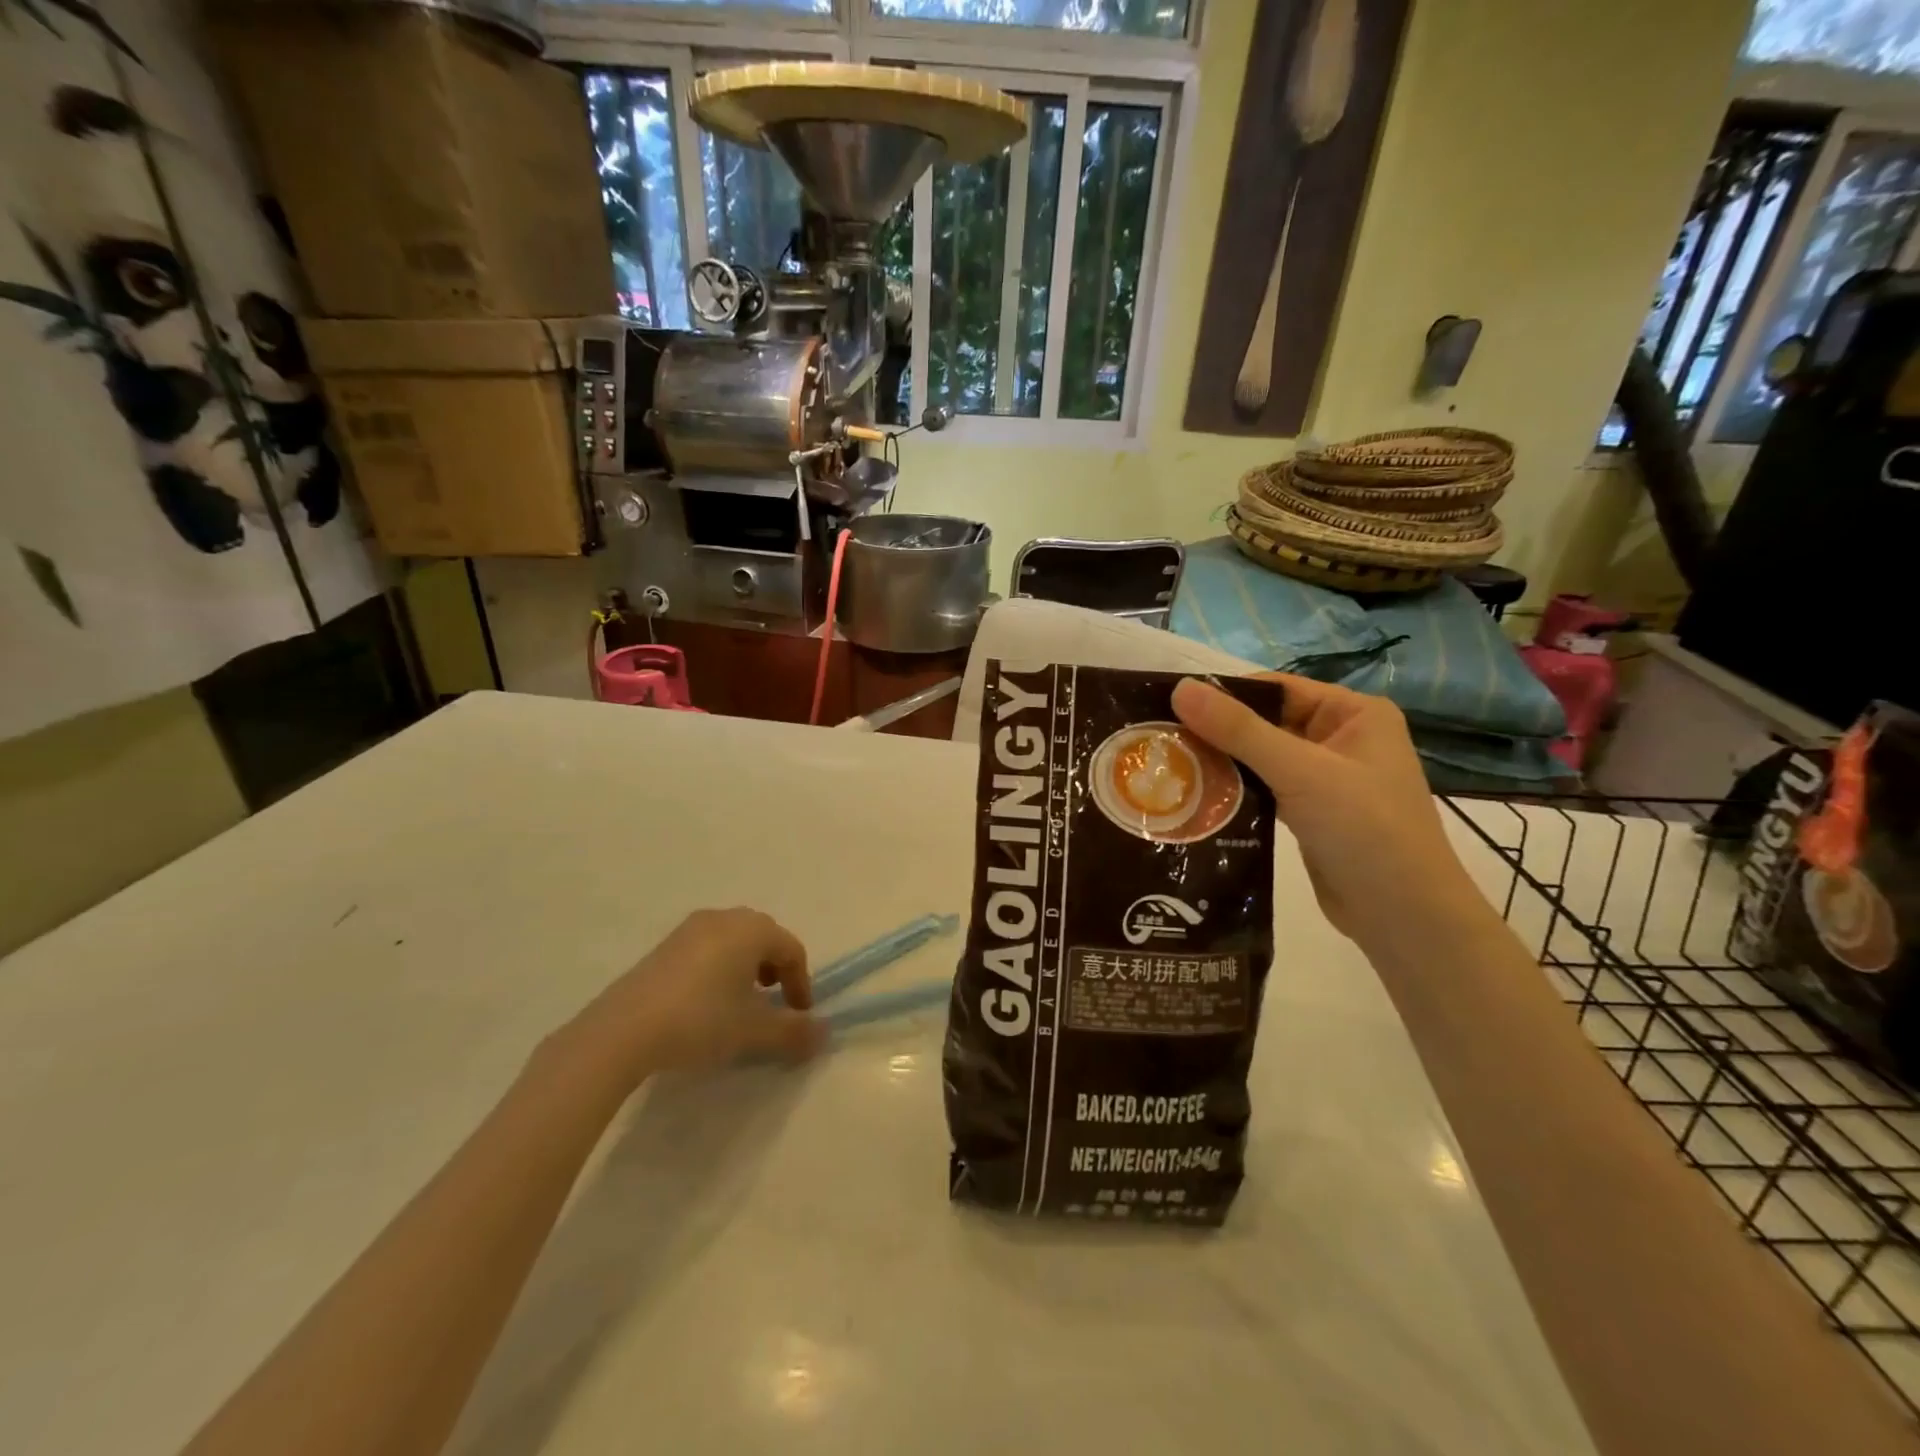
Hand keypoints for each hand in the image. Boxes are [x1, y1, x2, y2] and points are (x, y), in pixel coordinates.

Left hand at [571, 908, 824, 1080]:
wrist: (623, 1031)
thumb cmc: (701, 1020)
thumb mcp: (753, 1031)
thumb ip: (793, 1031)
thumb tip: (825, 1033)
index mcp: (751, 929)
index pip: (791, 949)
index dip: (801, 983)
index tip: (798, 1016)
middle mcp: (724, 918)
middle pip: (764, 938)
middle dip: (775, 970)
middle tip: (773, 1003)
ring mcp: (690, 929)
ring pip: (734, 941)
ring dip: (747, 968)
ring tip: (740, 1003)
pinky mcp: (664, 946)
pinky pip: (706, 948)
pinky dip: (719, 968)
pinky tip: (706, 1002)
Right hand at [1172, 674, 1488, 947]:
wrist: (1404, 916)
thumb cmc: (1364, 829)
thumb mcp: (1299, 771)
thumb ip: (1239, 730)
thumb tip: (1180, 688)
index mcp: (1354, 714)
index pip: (1277, 688)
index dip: (1226, 694)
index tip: (1171, 706)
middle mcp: (1341, 739)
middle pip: (1265, 723)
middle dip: (1217, 732)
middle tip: (1162, 739)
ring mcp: (1326, 779)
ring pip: (1261, 758)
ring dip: (1222, 763)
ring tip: (1169, 766)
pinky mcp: (1311, 813)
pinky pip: (1264, 789)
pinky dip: (1235, 791)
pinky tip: (1196, 796)